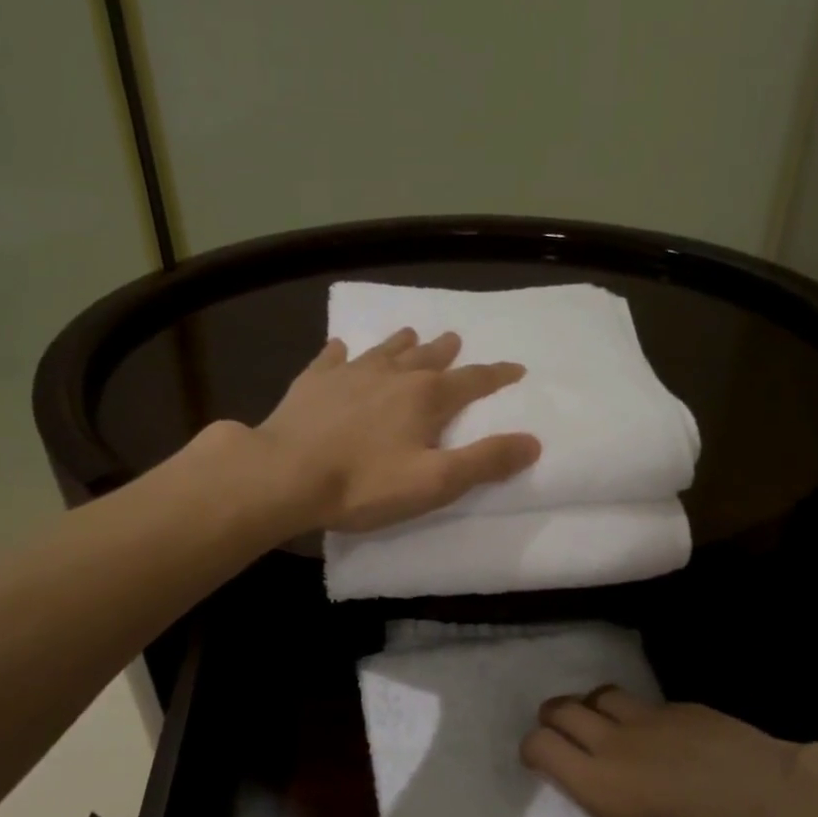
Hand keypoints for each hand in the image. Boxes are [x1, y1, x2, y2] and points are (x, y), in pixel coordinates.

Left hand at [255, 328, 541, 532]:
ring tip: (411, 333)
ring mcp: (349, 374)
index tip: (515, 368)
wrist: (284, 475)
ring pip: (383, 350)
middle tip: (456, 340)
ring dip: (401, 343)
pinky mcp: (313, 382)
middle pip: (427, 357)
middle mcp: (392, 375)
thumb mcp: (435, 482)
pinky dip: (341, 352)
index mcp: (426, 398)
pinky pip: (331, 358)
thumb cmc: (364, 483)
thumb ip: (485, 461)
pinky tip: (339, 348)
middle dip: (446, 351)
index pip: (472, 381)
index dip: (497, 375)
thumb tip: (533, 441)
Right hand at [522, 688, 804, 816]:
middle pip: (562, 709)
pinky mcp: (679, 704)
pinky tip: (660, 733)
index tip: (537, 760)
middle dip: (552, 717)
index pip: (541, 746)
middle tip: (560, 732)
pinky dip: (638, 713)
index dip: (531, 748)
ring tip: (601, 722)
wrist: (773, 803)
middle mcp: (612, 742)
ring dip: (591, 705)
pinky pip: (645, 702)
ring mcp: (647, 716)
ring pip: (600, 694)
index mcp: (599, 784)